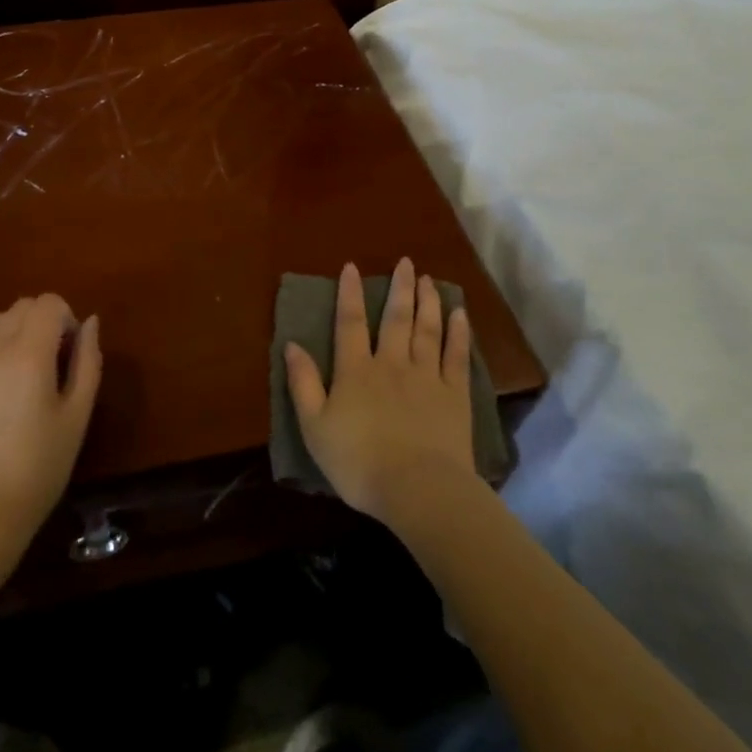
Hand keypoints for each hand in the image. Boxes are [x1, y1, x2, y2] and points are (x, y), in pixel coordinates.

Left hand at [0, 294, 101, 547]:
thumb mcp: (77, 415)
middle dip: (45, 322)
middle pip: (23, 306)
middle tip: (55, 365)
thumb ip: (88, 361)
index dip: (67, 320)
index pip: (49, 303)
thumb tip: (90, 323)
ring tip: (28, 376)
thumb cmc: (40, 466)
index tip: (71, 355)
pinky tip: (4, 393)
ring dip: (19, 332)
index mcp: (27, 353)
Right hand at [284, 259, 476, 525]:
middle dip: (399, 288)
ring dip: (427, 302)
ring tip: (428, 279)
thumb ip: (302, 384)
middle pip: (395, 318)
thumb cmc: (359, 462)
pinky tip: (460, 314)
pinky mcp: (455, 396)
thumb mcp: (314, 427)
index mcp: (355, 371)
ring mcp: (427, 377)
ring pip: (427, 330)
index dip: (349, 294)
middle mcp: (391, 364)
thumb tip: (292, 344)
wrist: (418, 489)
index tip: (352, 267)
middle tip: (406, 262)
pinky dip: (458, 333)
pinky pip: (456, 356)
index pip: (350, 323)